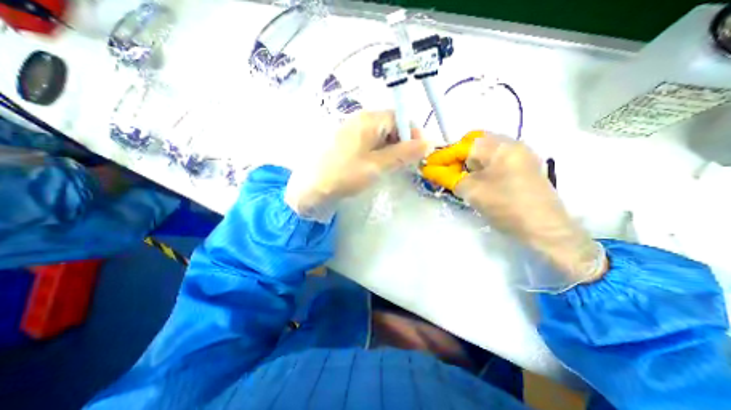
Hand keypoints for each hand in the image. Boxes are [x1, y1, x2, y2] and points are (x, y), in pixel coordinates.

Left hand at [284, 110, 429, 222]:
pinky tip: (377, 165)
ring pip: (381, 135)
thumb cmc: (344, 175)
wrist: (311, 188)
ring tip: (392, 167)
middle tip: (406, 163)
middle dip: (403, 142)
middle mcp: (360, 119)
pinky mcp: (347, 141)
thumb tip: (428, 143)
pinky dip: (379, 152)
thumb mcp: (377, 166)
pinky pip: (370, 141)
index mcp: (368, 120)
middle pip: (391, 125)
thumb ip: (403, 154)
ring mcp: (352, 129)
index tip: (419, 153)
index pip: (400, 117)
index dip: (413, 134)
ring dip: (392, 149)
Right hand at [420, 131, 608, 287]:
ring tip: (462, 179)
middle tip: (448, 173)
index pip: (463, 144)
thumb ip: (448, 177)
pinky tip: (478, 181)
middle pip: (475, 143)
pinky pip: (495, 160)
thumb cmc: (506, 207)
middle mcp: (511, 144)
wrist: (545, 229)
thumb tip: (430, 169)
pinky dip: (481, 167)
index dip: (443, 155)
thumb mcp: (472, 191)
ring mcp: (520, 155)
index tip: (428, 166)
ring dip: (469, 163)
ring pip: (485, 152)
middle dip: (457, 157)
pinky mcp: (523, 166)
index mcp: (500, 147)